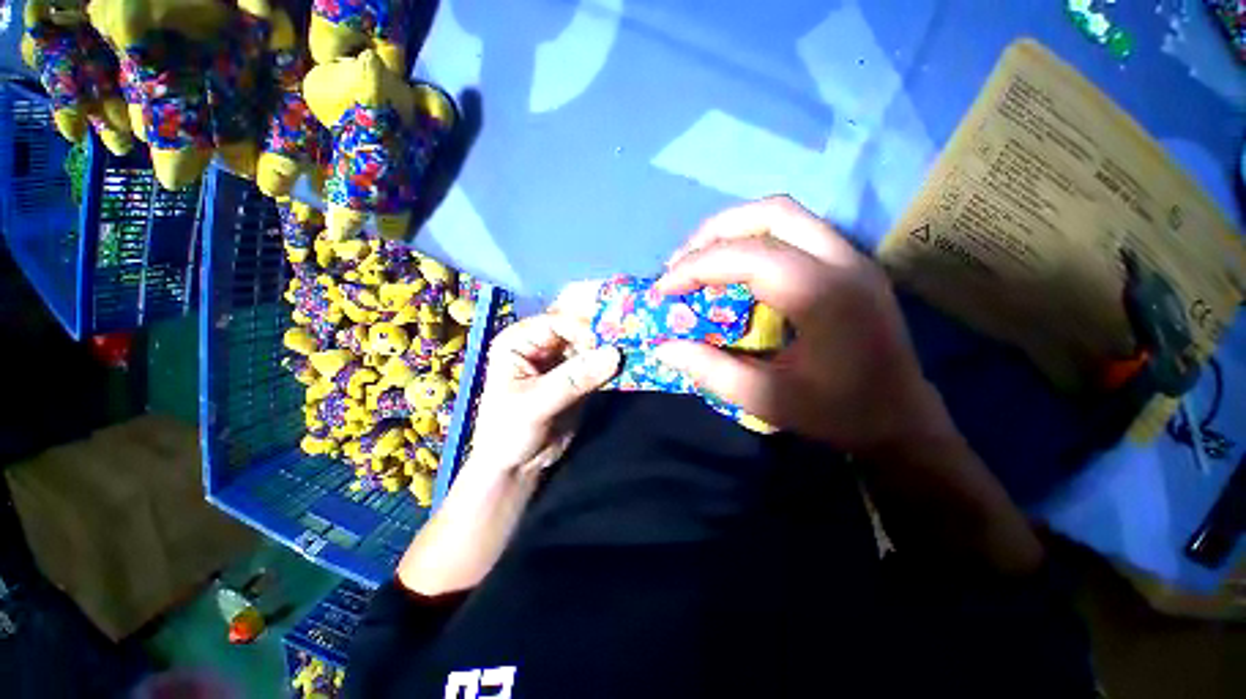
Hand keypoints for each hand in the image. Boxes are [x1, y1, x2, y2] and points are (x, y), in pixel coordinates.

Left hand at [469, 313, 620, 474]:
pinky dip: (614, 367)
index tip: (611, 341)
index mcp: (520, 341)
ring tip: (635, 351)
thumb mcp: (536, 404)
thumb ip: (574, 379)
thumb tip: (614, 354)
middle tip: (630, 339)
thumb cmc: (509, 433)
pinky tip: (631, 366)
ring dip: (612, 350)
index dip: (585, 328)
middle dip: (603, 336)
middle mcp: (543, 344)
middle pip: (578, 330)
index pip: (558, 322)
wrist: (516, 467)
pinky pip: (600, 366)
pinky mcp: (579, 377)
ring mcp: (563, 360)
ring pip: (593, 346)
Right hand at [655, 196, 953, 453]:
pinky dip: (754, 239)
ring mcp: (852, 256)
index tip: (663, 289)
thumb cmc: (837, 413)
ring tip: (700, 260)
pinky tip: (735, 267)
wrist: (902, 419)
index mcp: (824, 296)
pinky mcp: (850, 262)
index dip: (695, 267)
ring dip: (733, 230)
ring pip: (784, 214)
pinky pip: (795, 230)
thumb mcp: (764, 399)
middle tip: (680, 265)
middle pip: (770, 214)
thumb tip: (663, 347)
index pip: (748, 256)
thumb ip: (709, 369)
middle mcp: (843, 261)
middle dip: (713, 234)